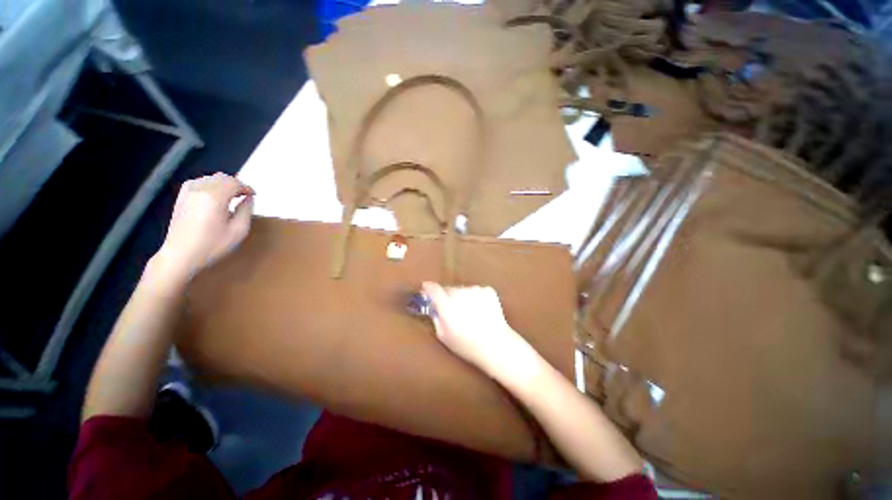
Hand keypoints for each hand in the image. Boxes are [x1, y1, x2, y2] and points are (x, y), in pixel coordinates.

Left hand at [153, 173, 254, 283]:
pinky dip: (210, 186)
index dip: (246, 188)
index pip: (234, 183)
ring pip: (210, 179)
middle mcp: (199, 189)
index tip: (253, 195)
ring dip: (223, 184)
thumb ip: (245, 211)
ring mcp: (187, 192)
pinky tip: (215, 197)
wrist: (179, 255)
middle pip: (222, 177)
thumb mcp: (238, 231)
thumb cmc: (212, 245)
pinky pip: (198, 183)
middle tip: (244, 196)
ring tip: (231, 196)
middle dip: (236, 184)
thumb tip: (248, 199)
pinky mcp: (181, 198)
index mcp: (214, 197)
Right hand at [422, 282, 533, 379]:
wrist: (497, 345)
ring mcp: (476, 290)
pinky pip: (476, 291)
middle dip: (447, 296)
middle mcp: (461, 294)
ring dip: (462, 297)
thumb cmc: (468, 346)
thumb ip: (437, 319)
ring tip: (469, 312)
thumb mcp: (444, 337)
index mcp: (448, 306)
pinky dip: (476, 297)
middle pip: (449, 289)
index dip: (428, 288)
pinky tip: (480, 309)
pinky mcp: (488, 290)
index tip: (426, 288)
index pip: (434, 290)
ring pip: (463, 290)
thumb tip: (435, 309)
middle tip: (452, 309)